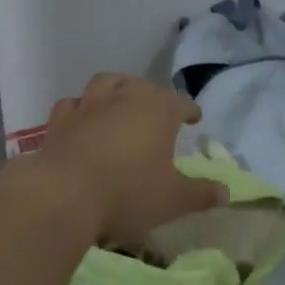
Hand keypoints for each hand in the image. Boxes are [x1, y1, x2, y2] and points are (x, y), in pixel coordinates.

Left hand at [32, 74, 225, 245]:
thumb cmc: (128, 194)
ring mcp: (88, 106)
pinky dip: (81, 108)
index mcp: (158, 111)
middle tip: (159, 111)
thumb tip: (226, 192)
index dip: (189, 110)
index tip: (194, 118)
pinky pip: (72, 105)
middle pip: (143, 86)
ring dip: (117, 89)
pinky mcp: (59, 122)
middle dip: (154, 96)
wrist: (64, 196)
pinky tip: (83, 120)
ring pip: (106, 84)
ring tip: (121, 102)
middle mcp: (124, 98)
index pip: (180, 103)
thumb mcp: (174, 200)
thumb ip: (201, 194)